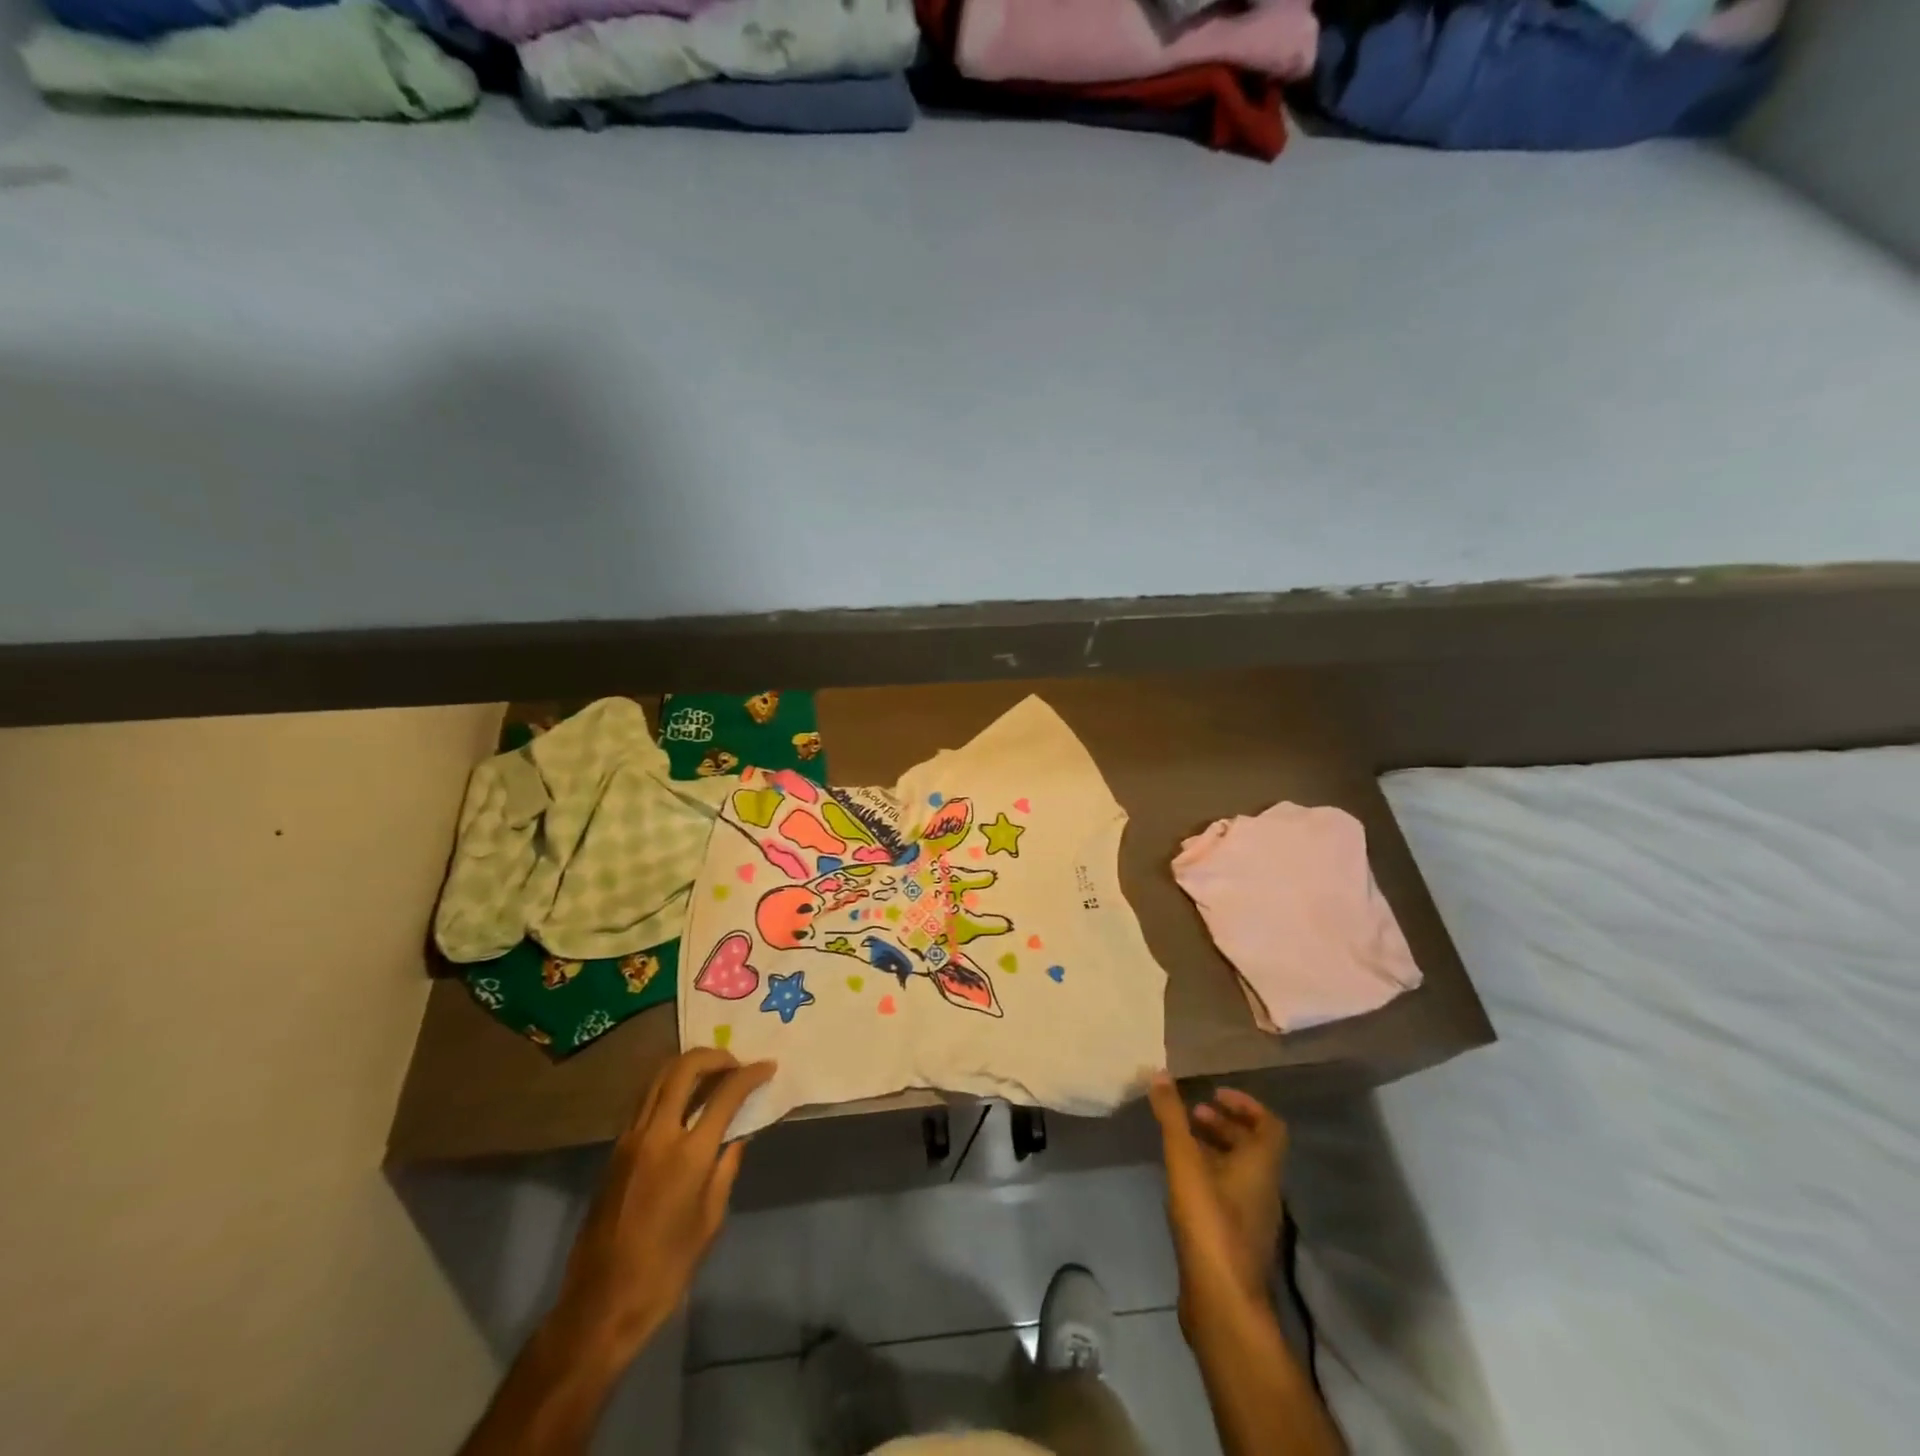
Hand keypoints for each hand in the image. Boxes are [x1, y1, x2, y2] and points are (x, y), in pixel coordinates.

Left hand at [553, 1048, 775, 1359]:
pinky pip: (645, 1101)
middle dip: (715, 1056)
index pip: (725, 1094)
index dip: (750, 1075)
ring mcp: (630, 1139)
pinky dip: (669, 1088)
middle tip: (736, 1064)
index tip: (768, 1067)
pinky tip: (685, 1103)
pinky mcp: (615, 1151)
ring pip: (659, 1078)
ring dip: (688, 1066)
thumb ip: (725, 1169)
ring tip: (712, 1075)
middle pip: (684, 1068)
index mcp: (688, 1155)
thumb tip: (736, 1137)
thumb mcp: (709, 1221)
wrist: (600, 1306)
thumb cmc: (665, 1270)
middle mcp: (656, 1135)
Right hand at [1149, 1075, 1287, 1327]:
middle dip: (1224, 1125)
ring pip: (1240, 1172)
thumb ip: (1172, 1117)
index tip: (1215, 1094)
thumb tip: (1160, 1073)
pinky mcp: (1238, 1240)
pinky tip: (1182, 1181)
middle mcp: (1265, 1189)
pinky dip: (1211, 1177)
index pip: (1270, 1125)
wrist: (1221, 1301)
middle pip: (1253, 1147)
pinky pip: (1230, 1195)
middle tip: (1192, 1115)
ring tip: (1183, 1143)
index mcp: (1261, 1166)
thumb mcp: (1184, 1161)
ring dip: (1216, 1150)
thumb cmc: (1209, 1222)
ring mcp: (1253, 1218)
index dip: (1246, 1105)